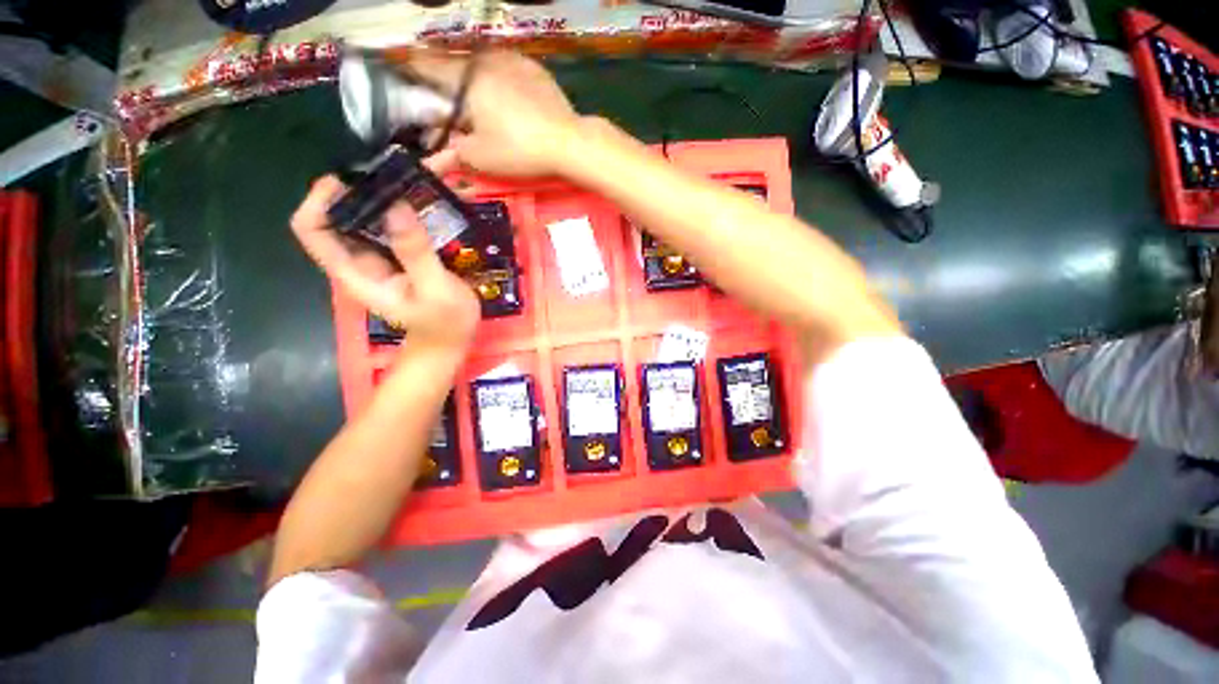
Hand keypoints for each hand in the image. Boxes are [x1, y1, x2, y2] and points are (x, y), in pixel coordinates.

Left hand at [290, 154, 480, 348]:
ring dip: (385, 192)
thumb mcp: (435, 290)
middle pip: (339, 215)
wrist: (452, 340)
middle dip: (360, 187)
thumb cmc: (444, 323)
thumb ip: (415, 253)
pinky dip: (405, 205)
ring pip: (368, 215)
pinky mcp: (400, 254)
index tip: (347, 180)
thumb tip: (394, 205)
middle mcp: (360, 259)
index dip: (318, 200)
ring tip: (412, 174)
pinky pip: (393, 223)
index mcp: (356, 272)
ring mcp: (381, 256)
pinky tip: (426, 195)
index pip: (313, 231)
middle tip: (392, 168)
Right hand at [406, 50, 583, 177]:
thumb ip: (451, 154)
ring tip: (481, 107)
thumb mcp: (481, 158)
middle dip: (446, 86)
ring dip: (473, 83)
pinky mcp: (533, 67)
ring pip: (480, 66)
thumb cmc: (521, 150)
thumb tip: (430, 161)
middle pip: (453, 66)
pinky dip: (497, 81)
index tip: (409, 93)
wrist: (569, 142)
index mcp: (465, 76)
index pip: (424, 65)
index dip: (411, 77)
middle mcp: (485, 58)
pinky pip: (505, 68)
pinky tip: (507, 101)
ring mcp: (512, 58)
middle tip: (449, 110)